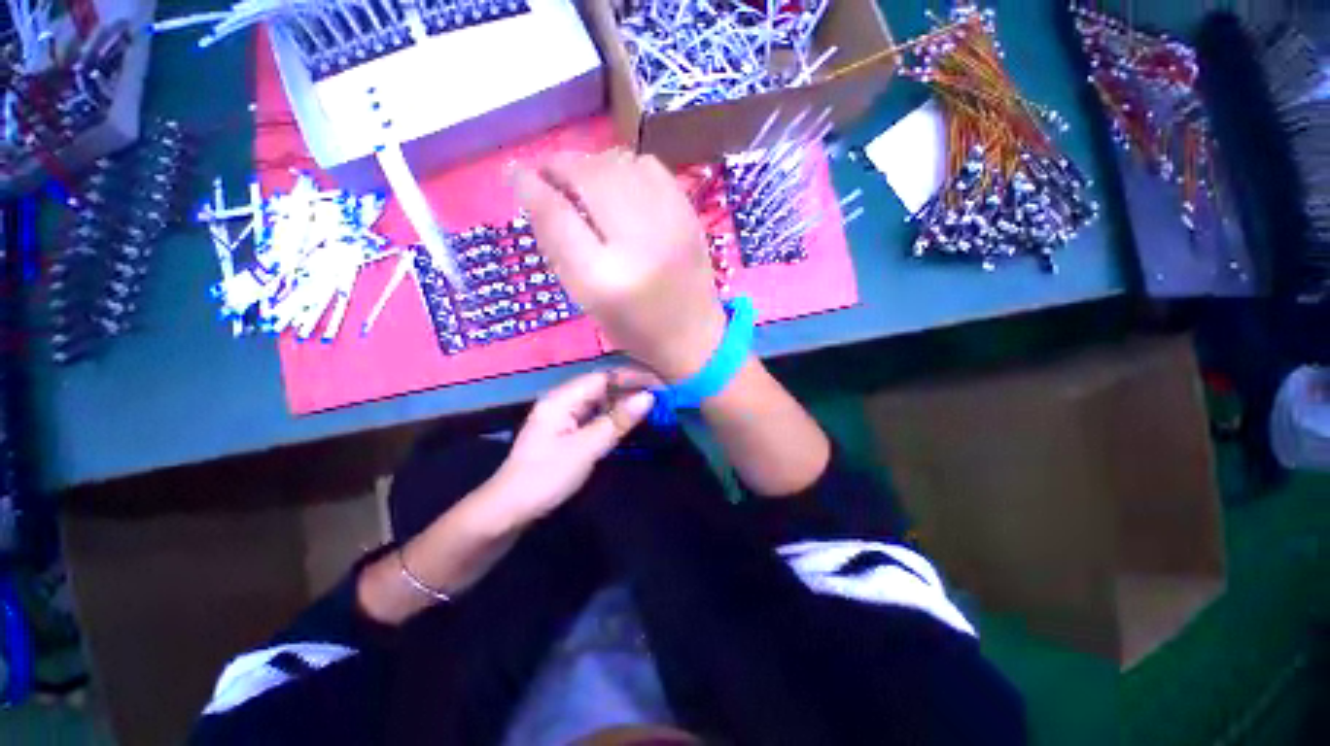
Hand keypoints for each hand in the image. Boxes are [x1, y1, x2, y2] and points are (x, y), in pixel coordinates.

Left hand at [485, 370, 653, 527]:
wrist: (509, 510)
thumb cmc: (546, 476)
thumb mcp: (586, 448)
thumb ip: (617, 421)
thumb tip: (648, 397)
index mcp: (562, 398)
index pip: (604, 377)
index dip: (632, 378)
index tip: (659, 384)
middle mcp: (562, 401)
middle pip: (602, 387)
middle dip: (630, 390)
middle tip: (660, 398)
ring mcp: (563, 416)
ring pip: (599, 402)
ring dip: (623, 404)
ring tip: (651, 408)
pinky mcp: (565, 432)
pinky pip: (594, 416)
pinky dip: (612, 417)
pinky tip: (628, 423)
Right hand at [513, 150, 727, 381]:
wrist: (692, 335)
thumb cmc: (633, 327)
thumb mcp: (585, 298)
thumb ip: (558, 246)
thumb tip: (534, 192)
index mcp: (603, 278)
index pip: (558, 215)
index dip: (531, 187)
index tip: (517, 174)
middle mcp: (638, 244)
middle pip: (590, 177)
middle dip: (560, 165)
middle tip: (548, 172)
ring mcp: (670, 224)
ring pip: (620, 163)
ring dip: (592, 164)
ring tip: (582, 179)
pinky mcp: (689, 215)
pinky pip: (651, 167)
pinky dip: (626, 166)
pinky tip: (620, 184)